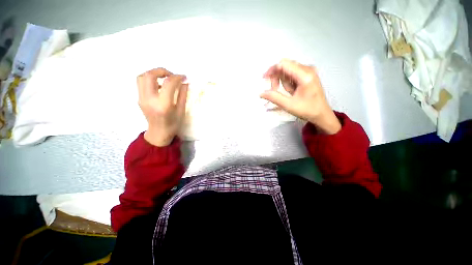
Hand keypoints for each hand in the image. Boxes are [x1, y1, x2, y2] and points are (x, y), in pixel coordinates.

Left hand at [137, 68, 187, 146]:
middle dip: (162, 71)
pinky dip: (150, 80)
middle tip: (172, 75)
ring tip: (165, 78)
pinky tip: (160, 86)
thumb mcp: (181, 111)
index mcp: (163, 105)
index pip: (168, 84)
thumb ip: (182, 95)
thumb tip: (184, 83)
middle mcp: (150, 100)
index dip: (177, 77)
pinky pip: (141, 83)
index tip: (184, 77)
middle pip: (150, 75)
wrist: (159, 133)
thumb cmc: (173, 124)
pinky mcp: (139, 99)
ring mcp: (142, 99)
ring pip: (142, 77)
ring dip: (154, 73)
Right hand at [261, 59, 340, 134]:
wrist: (322, 114)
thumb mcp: (289, 105)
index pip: (283, 64)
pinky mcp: (307, 74)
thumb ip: (274, 98)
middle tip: (274, 90)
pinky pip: (292, 74)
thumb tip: (261, 93)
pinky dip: (288, 83)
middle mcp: (308, 69)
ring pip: (288, 71)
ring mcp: (308, 71)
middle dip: (277, 78)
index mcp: (305, 75)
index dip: (272, 70)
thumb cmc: (307, 110)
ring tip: (289, 93)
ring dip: (283, 82)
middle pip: (285, 66)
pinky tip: (292, 91)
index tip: (264, 79)